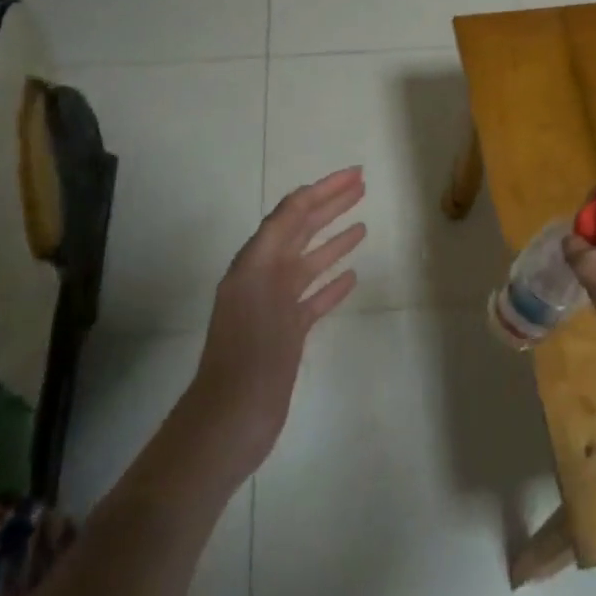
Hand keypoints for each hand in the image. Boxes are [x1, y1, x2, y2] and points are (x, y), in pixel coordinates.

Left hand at [188, 167, 365, 473]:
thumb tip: (298, 200)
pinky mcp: (286, 333)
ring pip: (309, 262)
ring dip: (333, 240)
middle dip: (329, 206)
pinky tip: (353, 276)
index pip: (291, 213)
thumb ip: (279, 241)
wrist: (231, 421)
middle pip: (300, 231)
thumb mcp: (262, 288)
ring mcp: (275, 306)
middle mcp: (263, 277)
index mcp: (254, 264)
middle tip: (362, 186)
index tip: (354, 174)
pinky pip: (313, 297)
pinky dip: (332, 283)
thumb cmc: (249, 356)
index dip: (322, 189)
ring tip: (363, 224)